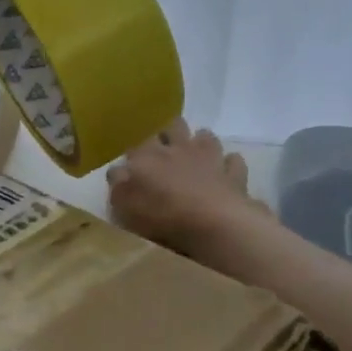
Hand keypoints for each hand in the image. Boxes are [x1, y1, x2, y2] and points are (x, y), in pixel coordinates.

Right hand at [106, 120, 270, 254]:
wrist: (213, 223)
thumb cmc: (161, 214)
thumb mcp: (124, 204)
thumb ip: (118, 184)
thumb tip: (117, 171)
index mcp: (148, 156)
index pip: (137, 143)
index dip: (134, 151)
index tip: (131, 162)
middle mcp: (178, 149)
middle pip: (173, 127)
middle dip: (167, 133)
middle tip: (163, 148)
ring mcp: (209, 158)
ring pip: (205, 136)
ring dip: (200, 141)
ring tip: (194, 153)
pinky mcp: (233, 174)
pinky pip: (233, 161)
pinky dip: (228, 163)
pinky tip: (224, 169)